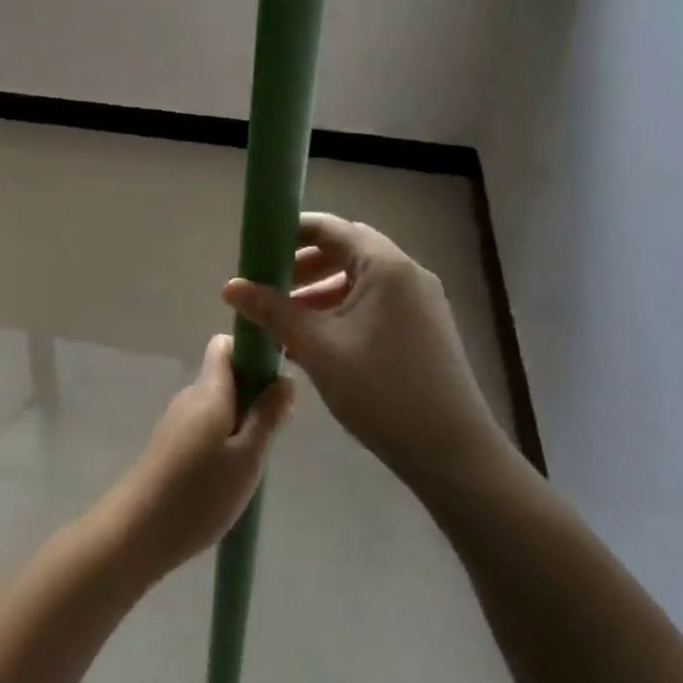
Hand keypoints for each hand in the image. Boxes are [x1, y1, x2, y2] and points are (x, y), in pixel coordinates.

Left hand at [107, 335, 295, 579]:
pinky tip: (229, 475)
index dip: (252, 354)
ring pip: (217, 405)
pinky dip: (222, 440)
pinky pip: (204, 426)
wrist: (136, 532)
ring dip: (240, 422)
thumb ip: (267, 416)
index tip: (275, 384)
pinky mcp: (169, 445)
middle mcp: (190, 396)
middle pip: (225, 377)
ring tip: (254, 462)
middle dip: (254, 395)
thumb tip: (286, 378)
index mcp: (209, 390)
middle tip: (275, 433)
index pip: (226, 346)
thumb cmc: (199, 493)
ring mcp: (176, 421)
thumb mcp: (247, 458)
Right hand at [222, 213, 504, 489]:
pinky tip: (318, 345)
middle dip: (303, 267)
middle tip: (269, 289)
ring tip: (286, 324)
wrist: (453, 454)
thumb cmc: (381, 390)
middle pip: (346, 252)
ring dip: (321, 294)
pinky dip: (343, 312)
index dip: (290, 234)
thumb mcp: (318, 347)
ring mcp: (421, 302)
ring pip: (360, 281)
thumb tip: (230, 286)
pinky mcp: (425, 330)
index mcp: (385, 265)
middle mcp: (407, 273)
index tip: (257, 252)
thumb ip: (273, 311)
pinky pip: (376, 305)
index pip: (330, 228)